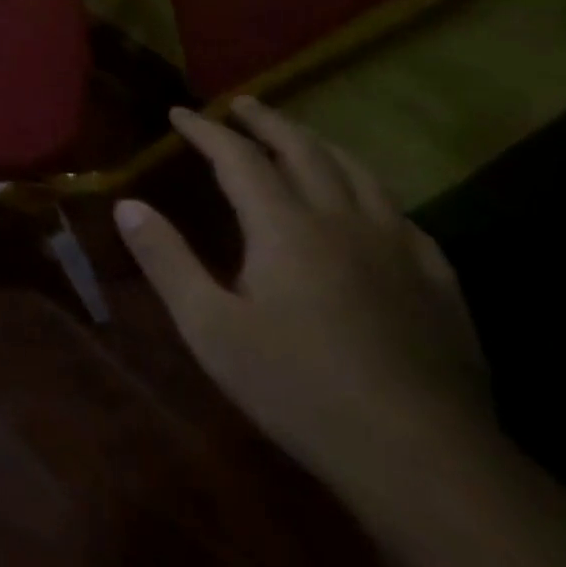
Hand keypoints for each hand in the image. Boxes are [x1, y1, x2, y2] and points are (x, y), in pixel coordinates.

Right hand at [113, 98, 491, 488]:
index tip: (178, 113)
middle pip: (305, 151)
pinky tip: (372, 205)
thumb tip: (126, 204)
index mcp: (285, 228)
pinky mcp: (439, 286)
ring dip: (322, 145)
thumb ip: (166, 259)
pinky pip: (404, 217)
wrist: (425, 462)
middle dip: (268, 122)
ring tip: (301, 136)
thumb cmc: (300, 388)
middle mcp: (343, 223)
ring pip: (360, 175)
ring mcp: (400, 252)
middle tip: (242, 104)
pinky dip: (374, 192)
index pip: (239, 158)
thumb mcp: (210, 327)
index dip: (205, 130)